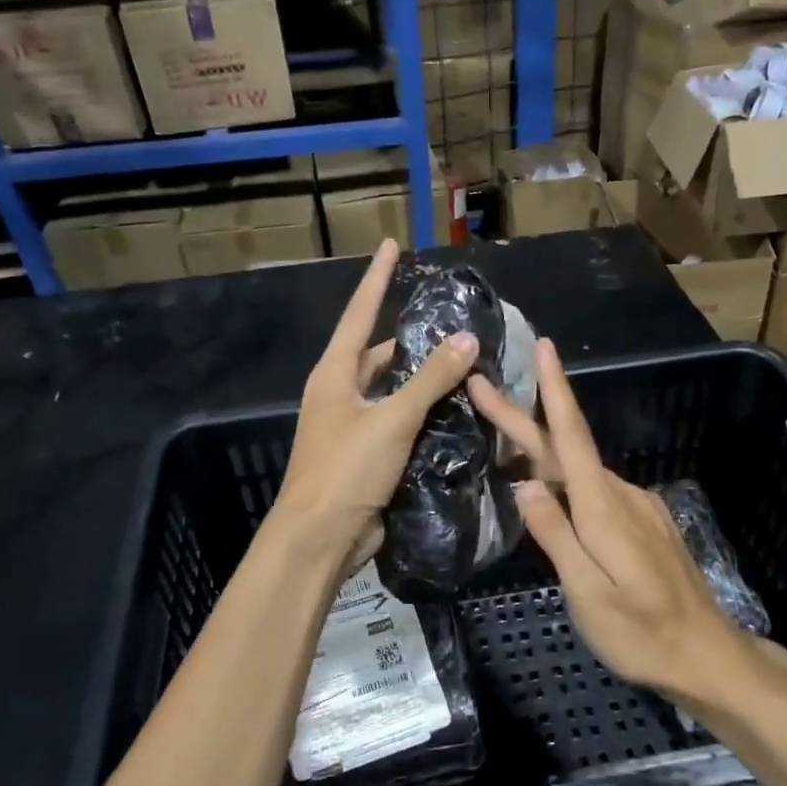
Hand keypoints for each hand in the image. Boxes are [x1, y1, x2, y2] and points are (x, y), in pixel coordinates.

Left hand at [274, 240, 479, 570]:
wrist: (320, 539)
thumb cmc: (346, 470)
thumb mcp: (391, 419)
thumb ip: (430, 380)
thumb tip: (466, 339)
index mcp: (334, 375)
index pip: (358, 314)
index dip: (376, 279)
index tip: (391, 246)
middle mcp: (339, 395)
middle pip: (376, 354)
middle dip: (408, 339)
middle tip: (450, 323)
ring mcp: (351, 427)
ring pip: (390, 391)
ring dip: (420, 380)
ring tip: (462, 364)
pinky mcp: (366, 456)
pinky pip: (398, 423)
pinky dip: (422, 414)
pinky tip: (453, 411)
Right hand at [469, 338, 752, 696]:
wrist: (707, 655)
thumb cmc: (642, 632)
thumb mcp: (588, 593)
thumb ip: (556, 535)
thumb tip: (526, 484)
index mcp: (603, 506)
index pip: (571, 435)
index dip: (554, 388)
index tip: (543, 346)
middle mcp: (621, 493)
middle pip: (566, 447)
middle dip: (523, 416)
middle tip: (483, 390)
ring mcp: (637, 506)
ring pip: (580, 470)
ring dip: (543, 452)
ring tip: (506, 446)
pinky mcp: (645, 522)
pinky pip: (597, 491)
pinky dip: (568, 479)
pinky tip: (555, 493)